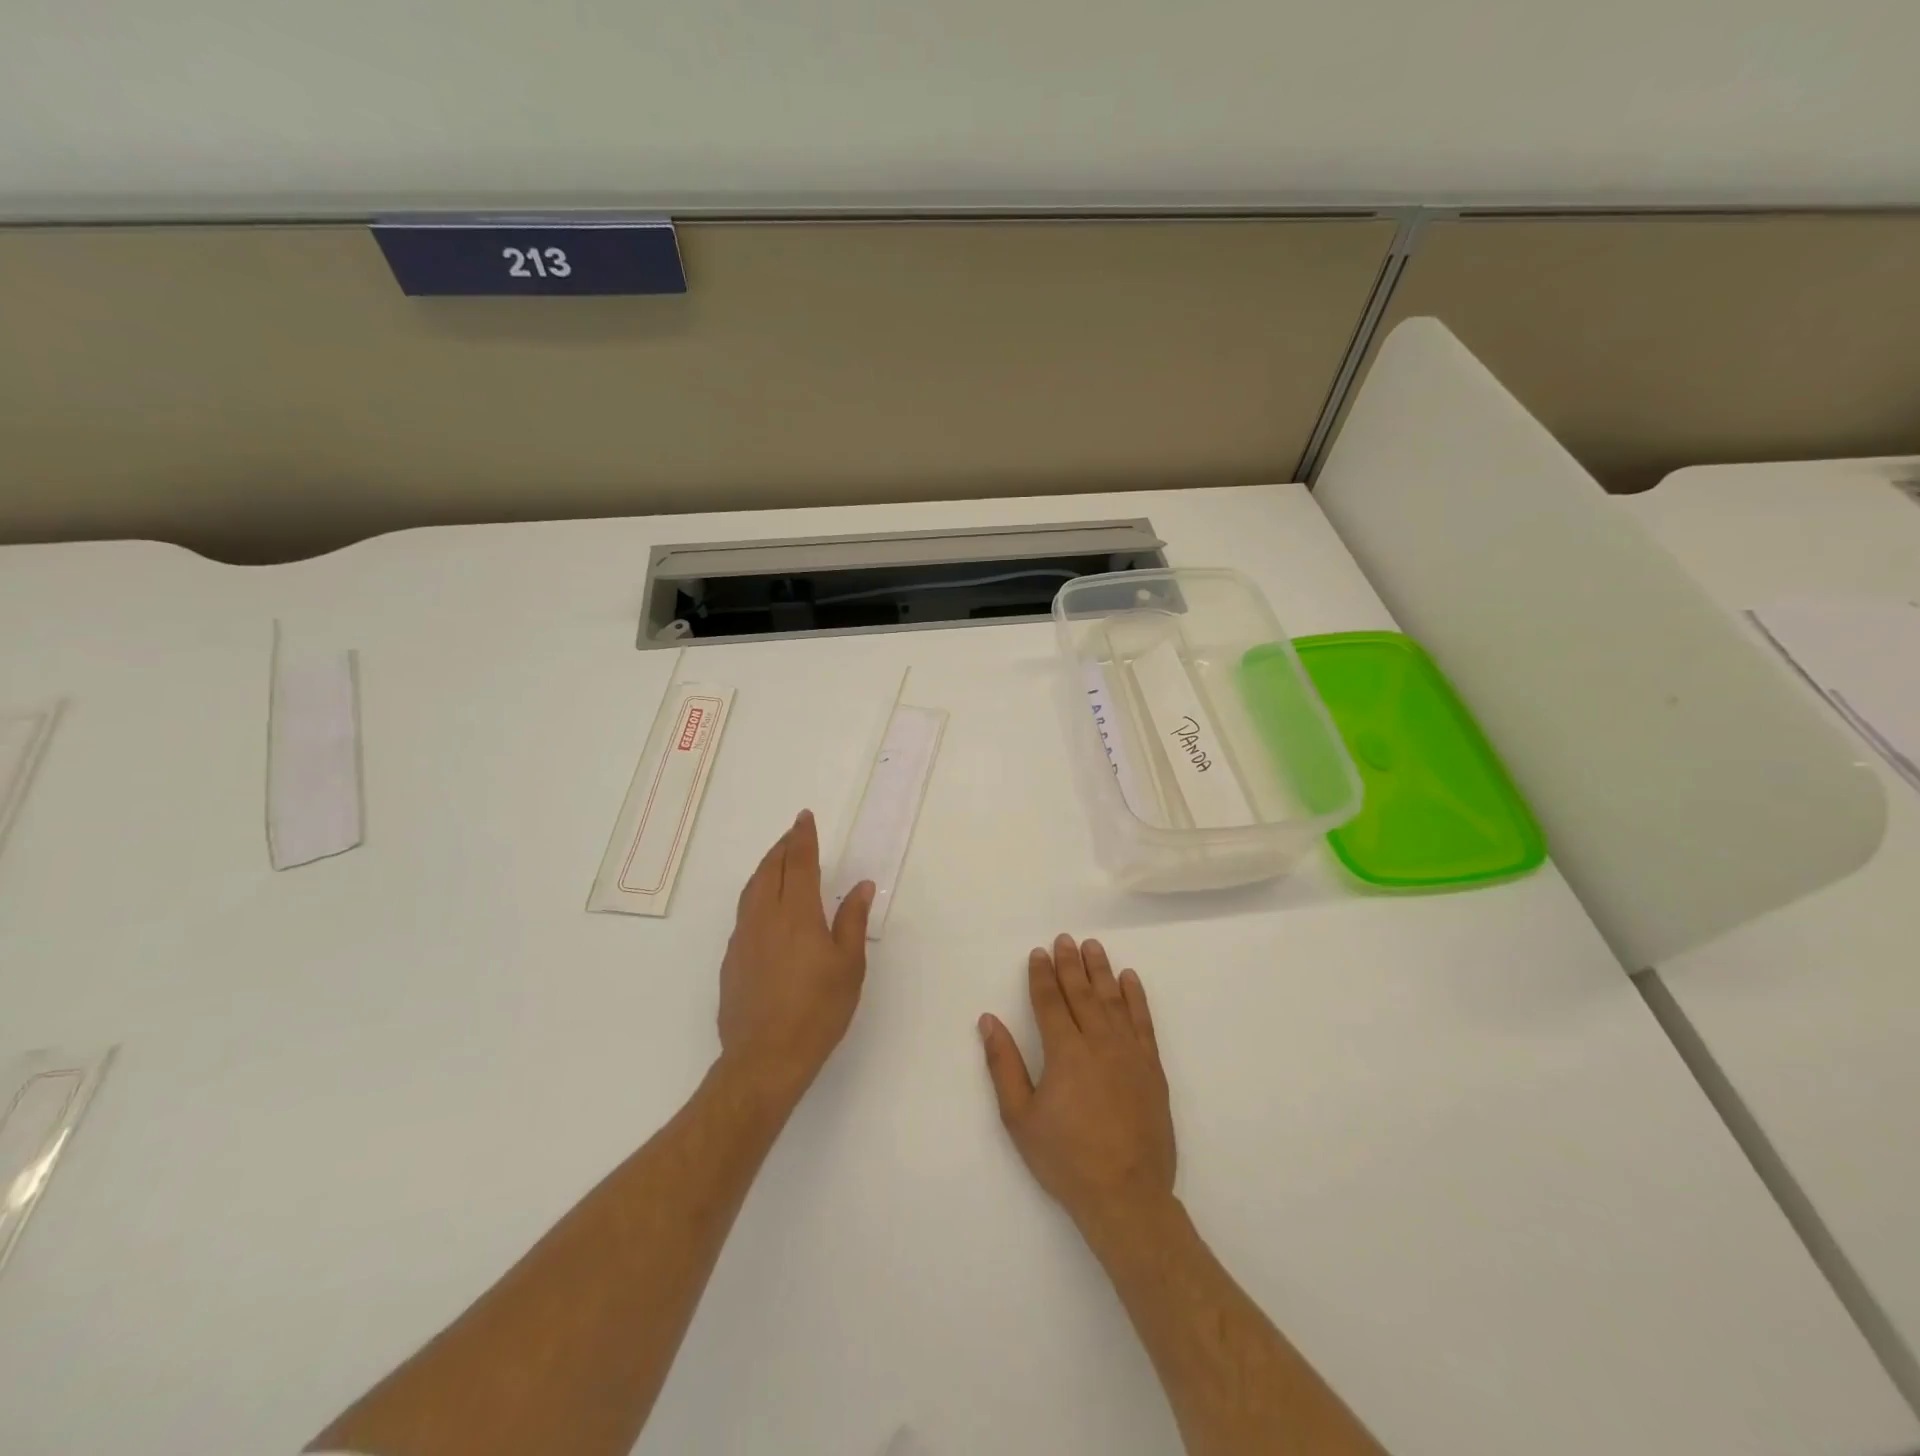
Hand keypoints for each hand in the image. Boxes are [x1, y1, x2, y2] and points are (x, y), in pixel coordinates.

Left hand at [717, 810, 874, 1106]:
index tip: (804, 818)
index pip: (799, 863)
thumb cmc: (817, 1011)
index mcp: (796, 915)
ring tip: (779, 861)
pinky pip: (744, 913)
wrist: (764, 1058)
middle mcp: (764, 918)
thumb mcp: (848, 967)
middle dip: (782, 847)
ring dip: (766, 868)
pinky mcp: (731, 960)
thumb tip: (860, 886)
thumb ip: (852, 921)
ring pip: (752, 890)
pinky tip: (766, 908)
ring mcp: (743, 938)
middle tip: (794, 834)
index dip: (802, 838)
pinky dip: (756, 895)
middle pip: (770, 870)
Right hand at [979, 935, 1175, 1232]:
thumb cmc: (1065, 1159)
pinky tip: (1130, 980)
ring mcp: (1130, 1053)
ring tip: (1094, 948)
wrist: (1126, 1195)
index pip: (1050, 1001)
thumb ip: (1004, 1064)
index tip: (1039, 953)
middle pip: (1082, 993)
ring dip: (1102, 971)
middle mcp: (1099, 1042)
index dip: (1042, 975)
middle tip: (1065, 939)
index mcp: (1065, 1052)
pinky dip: (1137, 997)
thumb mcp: (1019, 1117)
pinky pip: (1144, 1022)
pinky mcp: (1152, 1068)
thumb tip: (989, 1020)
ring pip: (1114, 1000)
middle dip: (1070, 964)